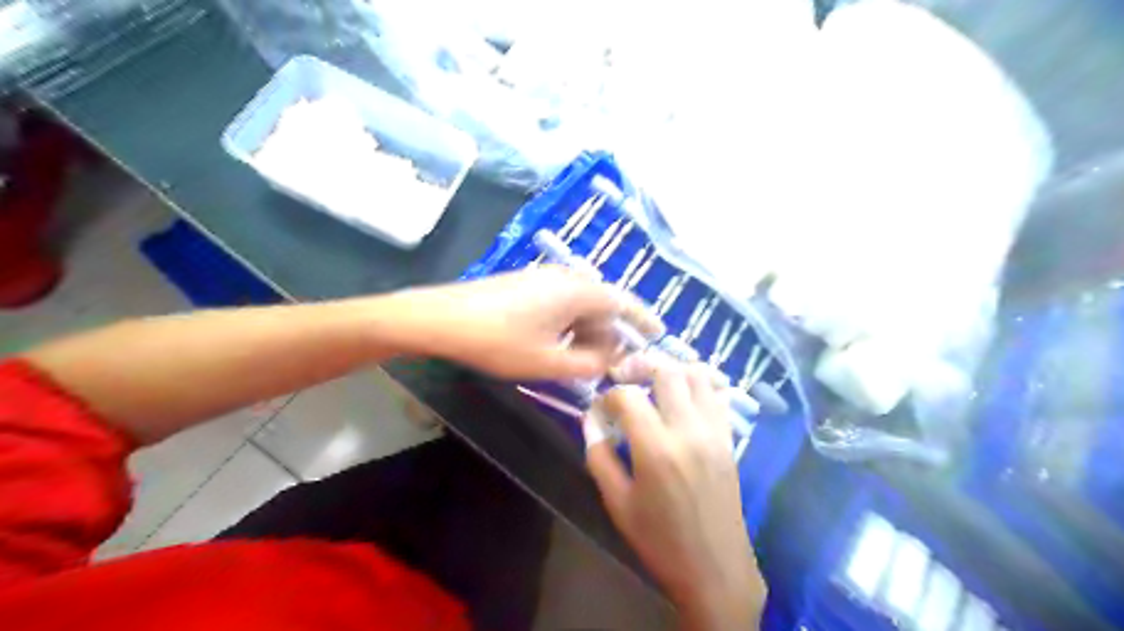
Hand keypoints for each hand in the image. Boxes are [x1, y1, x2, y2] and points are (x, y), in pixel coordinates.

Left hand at [403, 267, 659, 378]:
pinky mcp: (529, 284)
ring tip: (581, 360)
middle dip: (610, 334)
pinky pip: (563, 303)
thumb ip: (589, 363)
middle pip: (603, 304)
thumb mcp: (549, 361)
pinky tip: (557, 344)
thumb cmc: (498, 341)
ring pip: (582, 305)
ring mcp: (545, 278)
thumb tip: (612, 359)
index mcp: (579, 291)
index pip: (625, 302)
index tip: (659, 333)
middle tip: (610, 364)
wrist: (443, 318)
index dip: (643, 319)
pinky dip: (570, 324)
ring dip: (588, 331)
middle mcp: (567, 277)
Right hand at [588, 363, 762, 626]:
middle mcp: (688, 430)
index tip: (602, 409)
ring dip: (673, 371)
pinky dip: (699, 386)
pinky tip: (683, 398)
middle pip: (666, 372)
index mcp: (656, 449)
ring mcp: (714, 432)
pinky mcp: (729, 439)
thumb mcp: (617, 503)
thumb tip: (591, 420)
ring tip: (655, 383)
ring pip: (698, 375)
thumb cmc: (659, 541)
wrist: (715, 569)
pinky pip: (718, 395)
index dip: (608, 396)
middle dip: (640, 367)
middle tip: (625, 378)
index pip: (628, 395)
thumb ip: (599, 456)